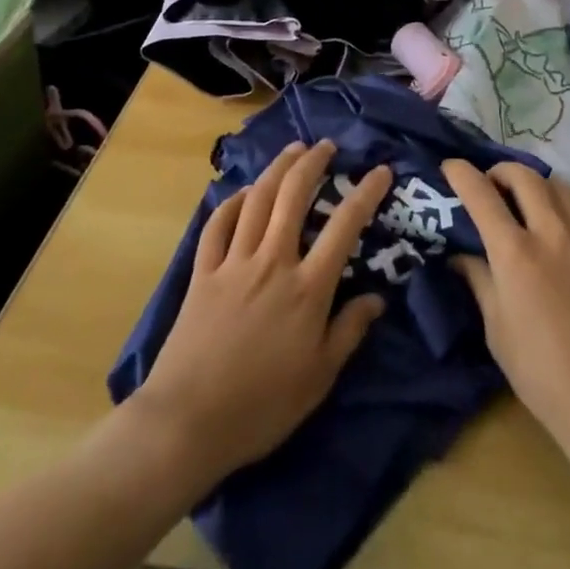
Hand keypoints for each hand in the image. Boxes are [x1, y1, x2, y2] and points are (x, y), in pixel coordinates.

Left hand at [131, 141, 391, 484]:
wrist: (187, 423)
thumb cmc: (262, 406)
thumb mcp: (319, 378)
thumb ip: (350, 331)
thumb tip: (377, 298)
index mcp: (307, 288)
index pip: (345, 226)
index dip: (366, 193)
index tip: (381, 171)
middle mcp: (273, 262)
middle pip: (293, 196)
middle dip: (312, 163)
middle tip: (326, 145)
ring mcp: (234, 263)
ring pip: (257, 199)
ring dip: (277, 169)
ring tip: (292, 151)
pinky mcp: (203, 272)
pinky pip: (218, 224)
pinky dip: (232, 202)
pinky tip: (242, 192)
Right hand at [444, 160, 569, 450]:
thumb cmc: (540, 372)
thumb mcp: (496, 328)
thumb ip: (479, 280)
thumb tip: (461, 255)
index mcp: (514, 251)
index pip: (481, 194)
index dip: (461, 174)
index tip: (451, 167)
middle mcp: (550, 231)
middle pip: (524, 176)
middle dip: (501, 171)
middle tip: (491, 185)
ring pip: (560, 186)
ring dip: (537, 186)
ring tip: (528, 203)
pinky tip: (568, 230)